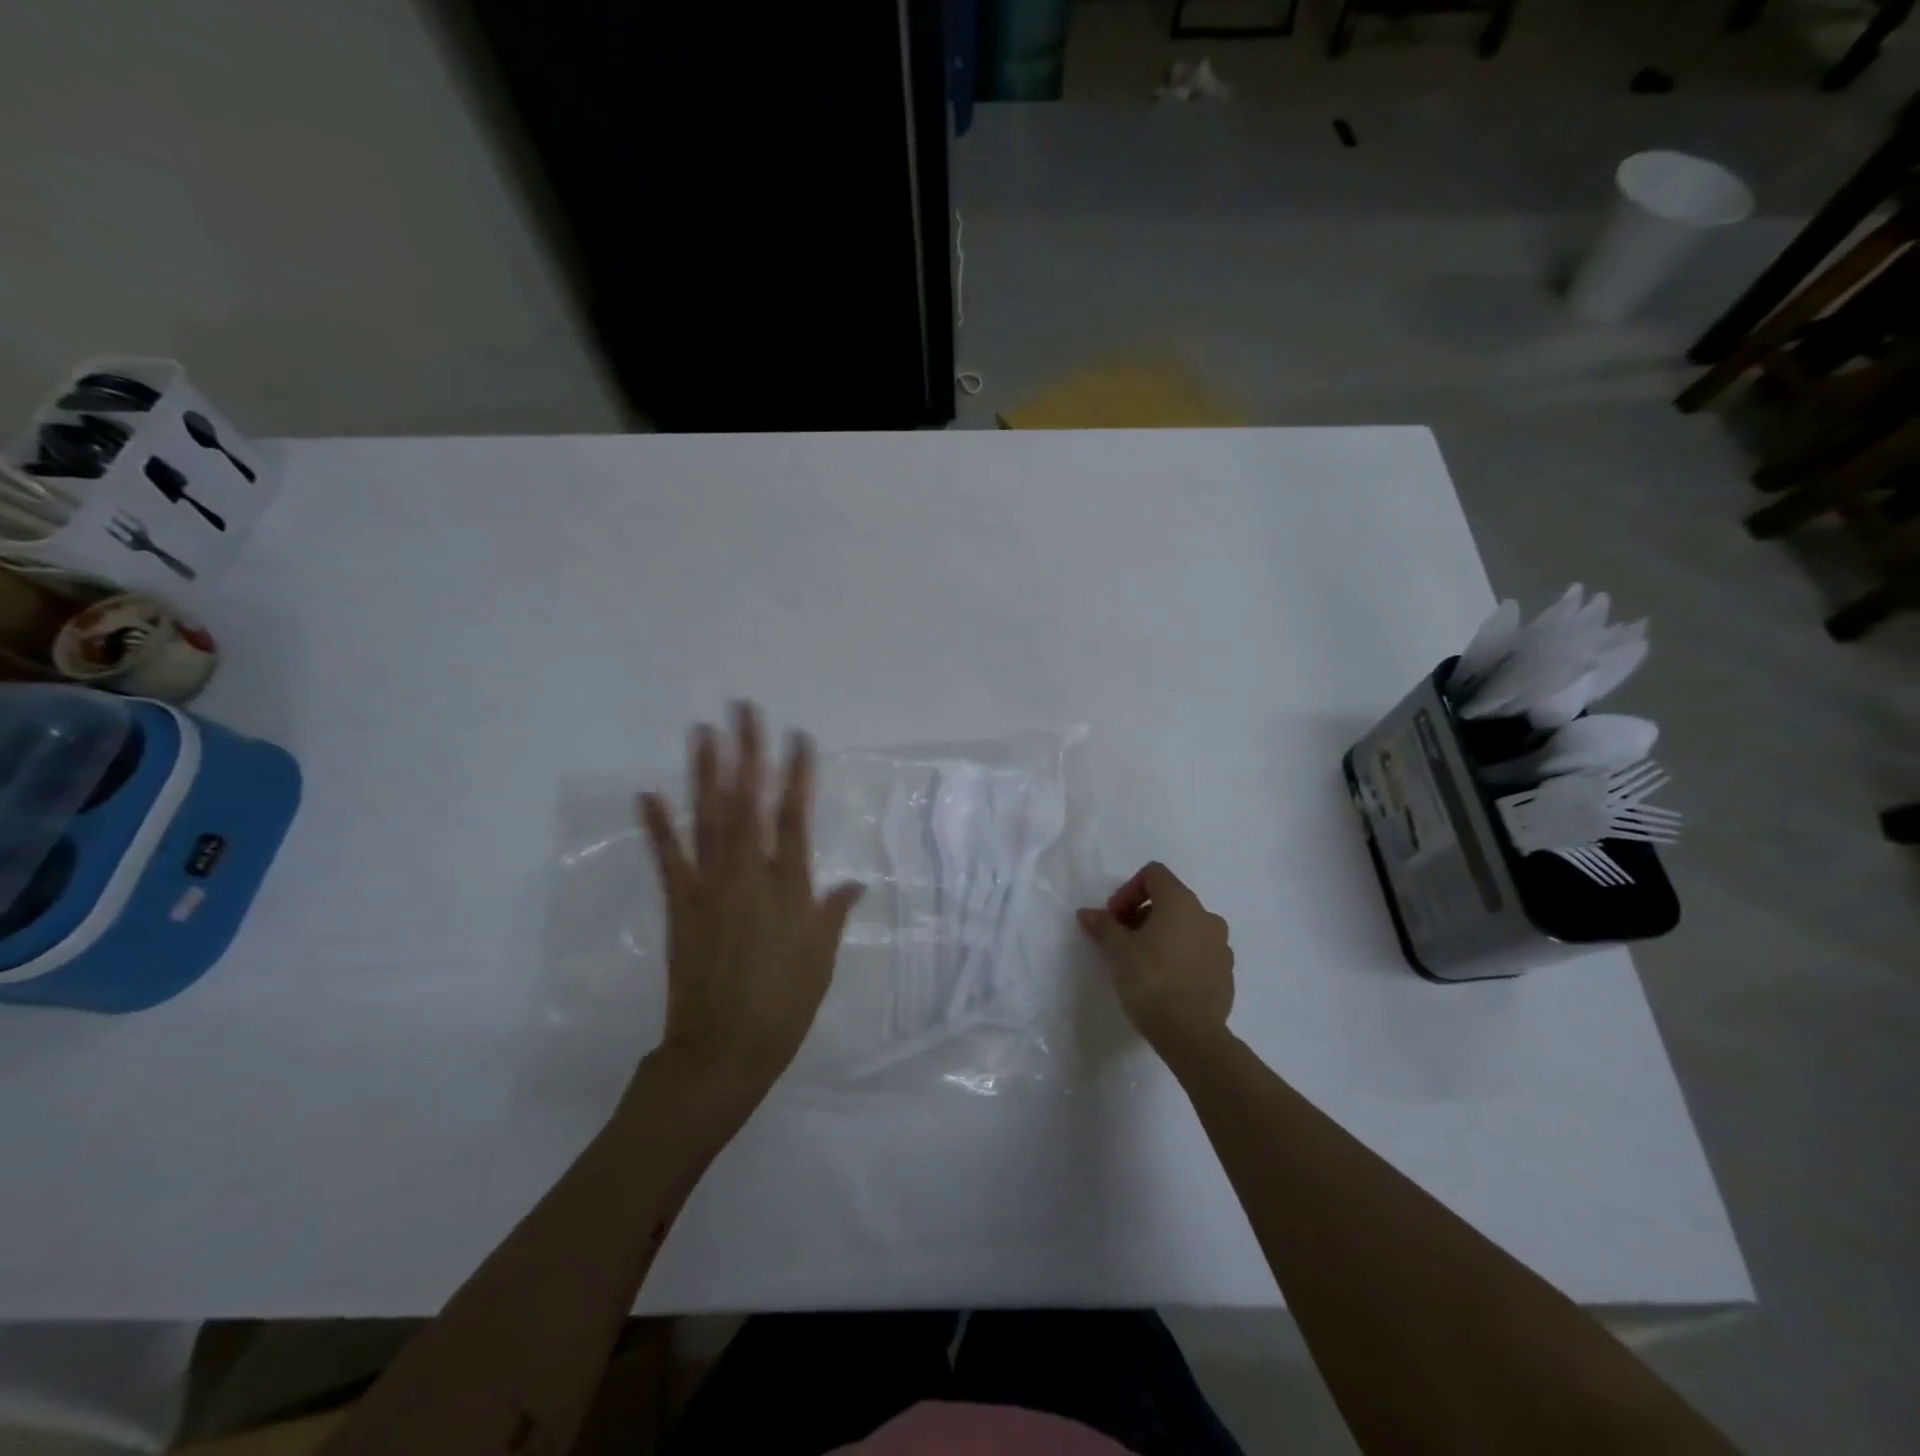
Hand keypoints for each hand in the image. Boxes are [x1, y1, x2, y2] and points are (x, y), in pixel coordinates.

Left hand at [638, 703, 861, 1092]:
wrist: (723, 1050)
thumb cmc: (784, 1006)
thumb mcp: (821, 961)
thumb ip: (833, 914)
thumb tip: (854, 882)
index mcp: (788, 888)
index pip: (795, 818)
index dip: (798, 774)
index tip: (798, 736)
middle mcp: (748, 875)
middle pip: (748, 803)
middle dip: (748, 753)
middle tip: (743, 710)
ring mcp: (709, 887)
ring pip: (708, 819)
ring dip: (705, 773)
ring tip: (703, 732)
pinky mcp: (680, 904)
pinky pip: (668, 858)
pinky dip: (657, 825)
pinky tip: (648, 793)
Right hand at [1077, 862, 1233, 1050]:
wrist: (1191, 1034)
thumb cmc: (1150, 980)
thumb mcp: (1117, 951)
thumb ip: (1103, 926)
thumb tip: (1087, 913)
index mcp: (1181, 902)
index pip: (1154, 874)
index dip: (1128, 890)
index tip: (1114, 918)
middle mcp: (1206, 916)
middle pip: (1170, 900)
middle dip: (1142, 915)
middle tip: (1122, 941)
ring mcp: (1221, 946)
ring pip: (1186, 927)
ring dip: (1162, 936)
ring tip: (1142, 963)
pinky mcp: (1227, 973)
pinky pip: (1199, 953)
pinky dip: (1180, 957)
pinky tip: (1164, 982)